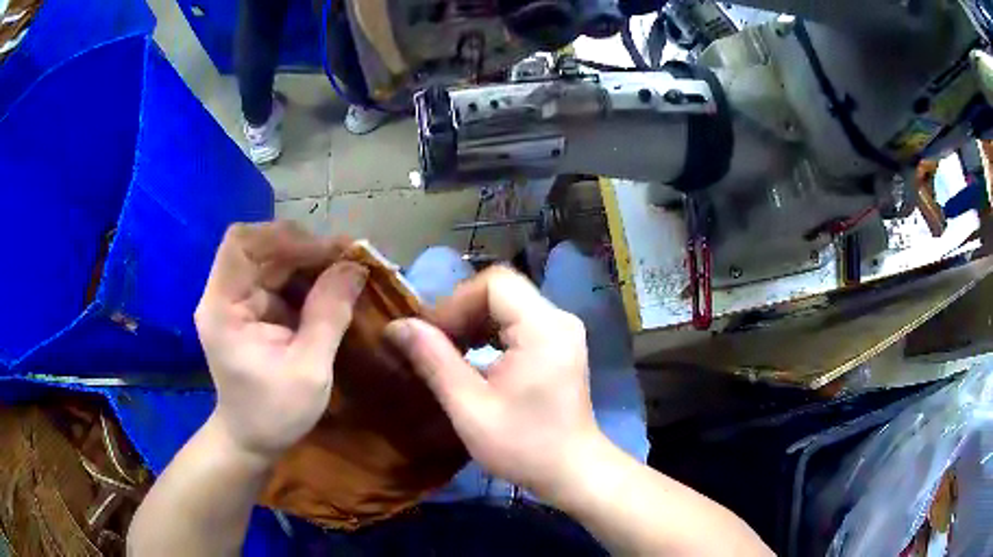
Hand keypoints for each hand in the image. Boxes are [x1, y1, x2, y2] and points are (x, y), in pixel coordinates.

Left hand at [195, 222, 366, 461]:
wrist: (251, 440)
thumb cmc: (273, 414)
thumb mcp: (308, 370)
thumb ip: (329, 315)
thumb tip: (355, 267)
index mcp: (223, 307)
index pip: (241, 244)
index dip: (282, 237)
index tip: (326, 251)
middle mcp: (225, 295)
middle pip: (259, 247)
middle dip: (304, 248)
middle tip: (349, 257)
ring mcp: (237, 301)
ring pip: (272, 260)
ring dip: (309, 260)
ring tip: (346, 269)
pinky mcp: (251, 310)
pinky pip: (279, 279)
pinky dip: (306, 278)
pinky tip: (331, 287)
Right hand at [384, 266, 605, 502]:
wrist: (572, 471)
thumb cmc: (524, 447)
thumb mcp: (469, 408)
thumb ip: (433, 361)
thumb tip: (397, 326)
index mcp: (543, 328)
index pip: (494, 283)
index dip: (455, 302)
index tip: (431, 335)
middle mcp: (558, 319)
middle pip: (501, 291)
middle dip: (461, 313)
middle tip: (434, 346)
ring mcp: (562, 331)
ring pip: (508, 305)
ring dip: (474, 323)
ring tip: (449, 353)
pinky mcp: (559, 345)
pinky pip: (519, 322)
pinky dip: (491, 333)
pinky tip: (474, 358)